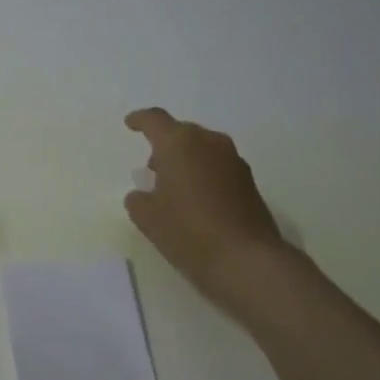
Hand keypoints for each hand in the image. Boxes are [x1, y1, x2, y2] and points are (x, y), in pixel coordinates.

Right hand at [124, 107, 285, 306]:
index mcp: (180, 144)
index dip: (140, 120)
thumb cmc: (187, 231)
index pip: (155, 120)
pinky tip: (196, 200)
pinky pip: (218, 167)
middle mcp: (210, 143)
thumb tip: (143, 195)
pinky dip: (203, 175)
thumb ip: (138, 200)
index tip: (130, 124)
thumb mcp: (147, 218)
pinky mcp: (249, 182)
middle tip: (152, 167)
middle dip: (165, 145)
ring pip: (203, 149)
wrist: (245, 259)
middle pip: (182, 133)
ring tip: (173, 186)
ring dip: (186, 160)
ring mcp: (234, 161)